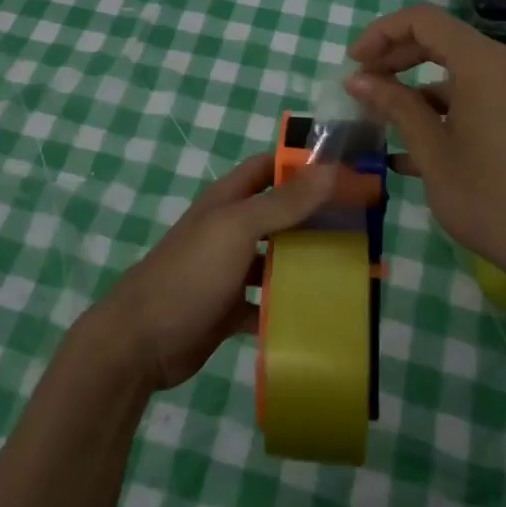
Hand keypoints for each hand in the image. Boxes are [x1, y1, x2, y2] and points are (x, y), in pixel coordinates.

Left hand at [89, 154, 336, 392]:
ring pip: (277, 260)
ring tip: (354, 272)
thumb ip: (283, 201)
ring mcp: (229, 271)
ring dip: (309, 263)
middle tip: (363, 227)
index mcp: (228, 200)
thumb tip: (331, 167)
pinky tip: (323, 316)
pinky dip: (291, 307)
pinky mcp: (230, 309)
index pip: (269, 168)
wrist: (142, 341)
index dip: (304, 165)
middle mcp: (229, 230)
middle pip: (280, 214)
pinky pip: (269, 304)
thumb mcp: (238, 228)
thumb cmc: (191, 273)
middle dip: (317, 217)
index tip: (347, 172)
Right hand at [346, 5, 505, 295]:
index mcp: (485, 64)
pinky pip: (484, 94)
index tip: (354, 64)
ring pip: (462, 71)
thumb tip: (358, 79)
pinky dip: (449, 108)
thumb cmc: (495, 201)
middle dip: (396, 59)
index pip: (422, 20)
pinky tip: (423, 148)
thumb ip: (396, 106)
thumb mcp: (434, 154)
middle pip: (442, 40)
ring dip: (420, 90)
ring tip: (387, 123)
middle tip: (364, 88)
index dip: (380, 33)